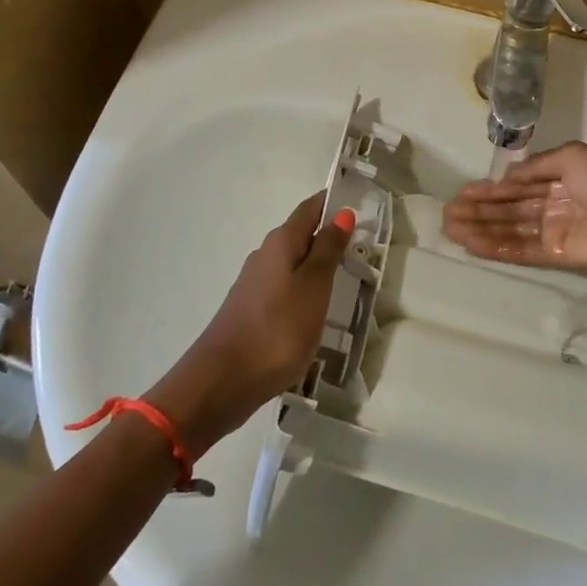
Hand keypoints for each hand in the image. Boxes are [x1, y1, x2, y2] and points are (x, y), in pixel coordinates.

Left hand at [147, 193, 352, 454]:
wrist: (221, 383)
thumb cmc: (276, 330)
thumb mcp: (313, 287)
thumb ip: (328, 250)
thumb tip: (342, 213)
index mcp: (280, 243)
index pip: (310, 209)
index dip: (334, 202)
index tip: (361, 202)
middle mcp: (265, 255)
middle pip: (302, 235)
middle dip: (330, 236)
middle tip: (365, 245)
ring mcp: (255, 284)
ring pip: (294, 264)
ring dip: (318, 266)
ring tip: (349, 278)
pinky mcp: (251, 311)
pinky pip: (286, 288)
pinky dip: (305, 291)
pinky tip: (318, 310)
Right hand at [442, 140, 586, 269]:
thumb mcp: (572, 156)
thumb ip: (537, 165)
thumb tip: (507, 176)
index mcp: (561, 178)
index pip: (519, 184)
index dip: (492, 187)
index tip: (463, 191)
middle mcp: (555, 204)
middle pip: (510, 208)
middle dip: (479, 209)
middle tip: (447, 211)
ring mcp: (554, 232)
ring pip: (510, 229)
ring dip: (480, 228)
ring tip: (450, 227)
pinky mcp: (556, 256)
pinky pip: (521, 250)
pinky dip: (496, 247)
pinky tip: (471, 243)